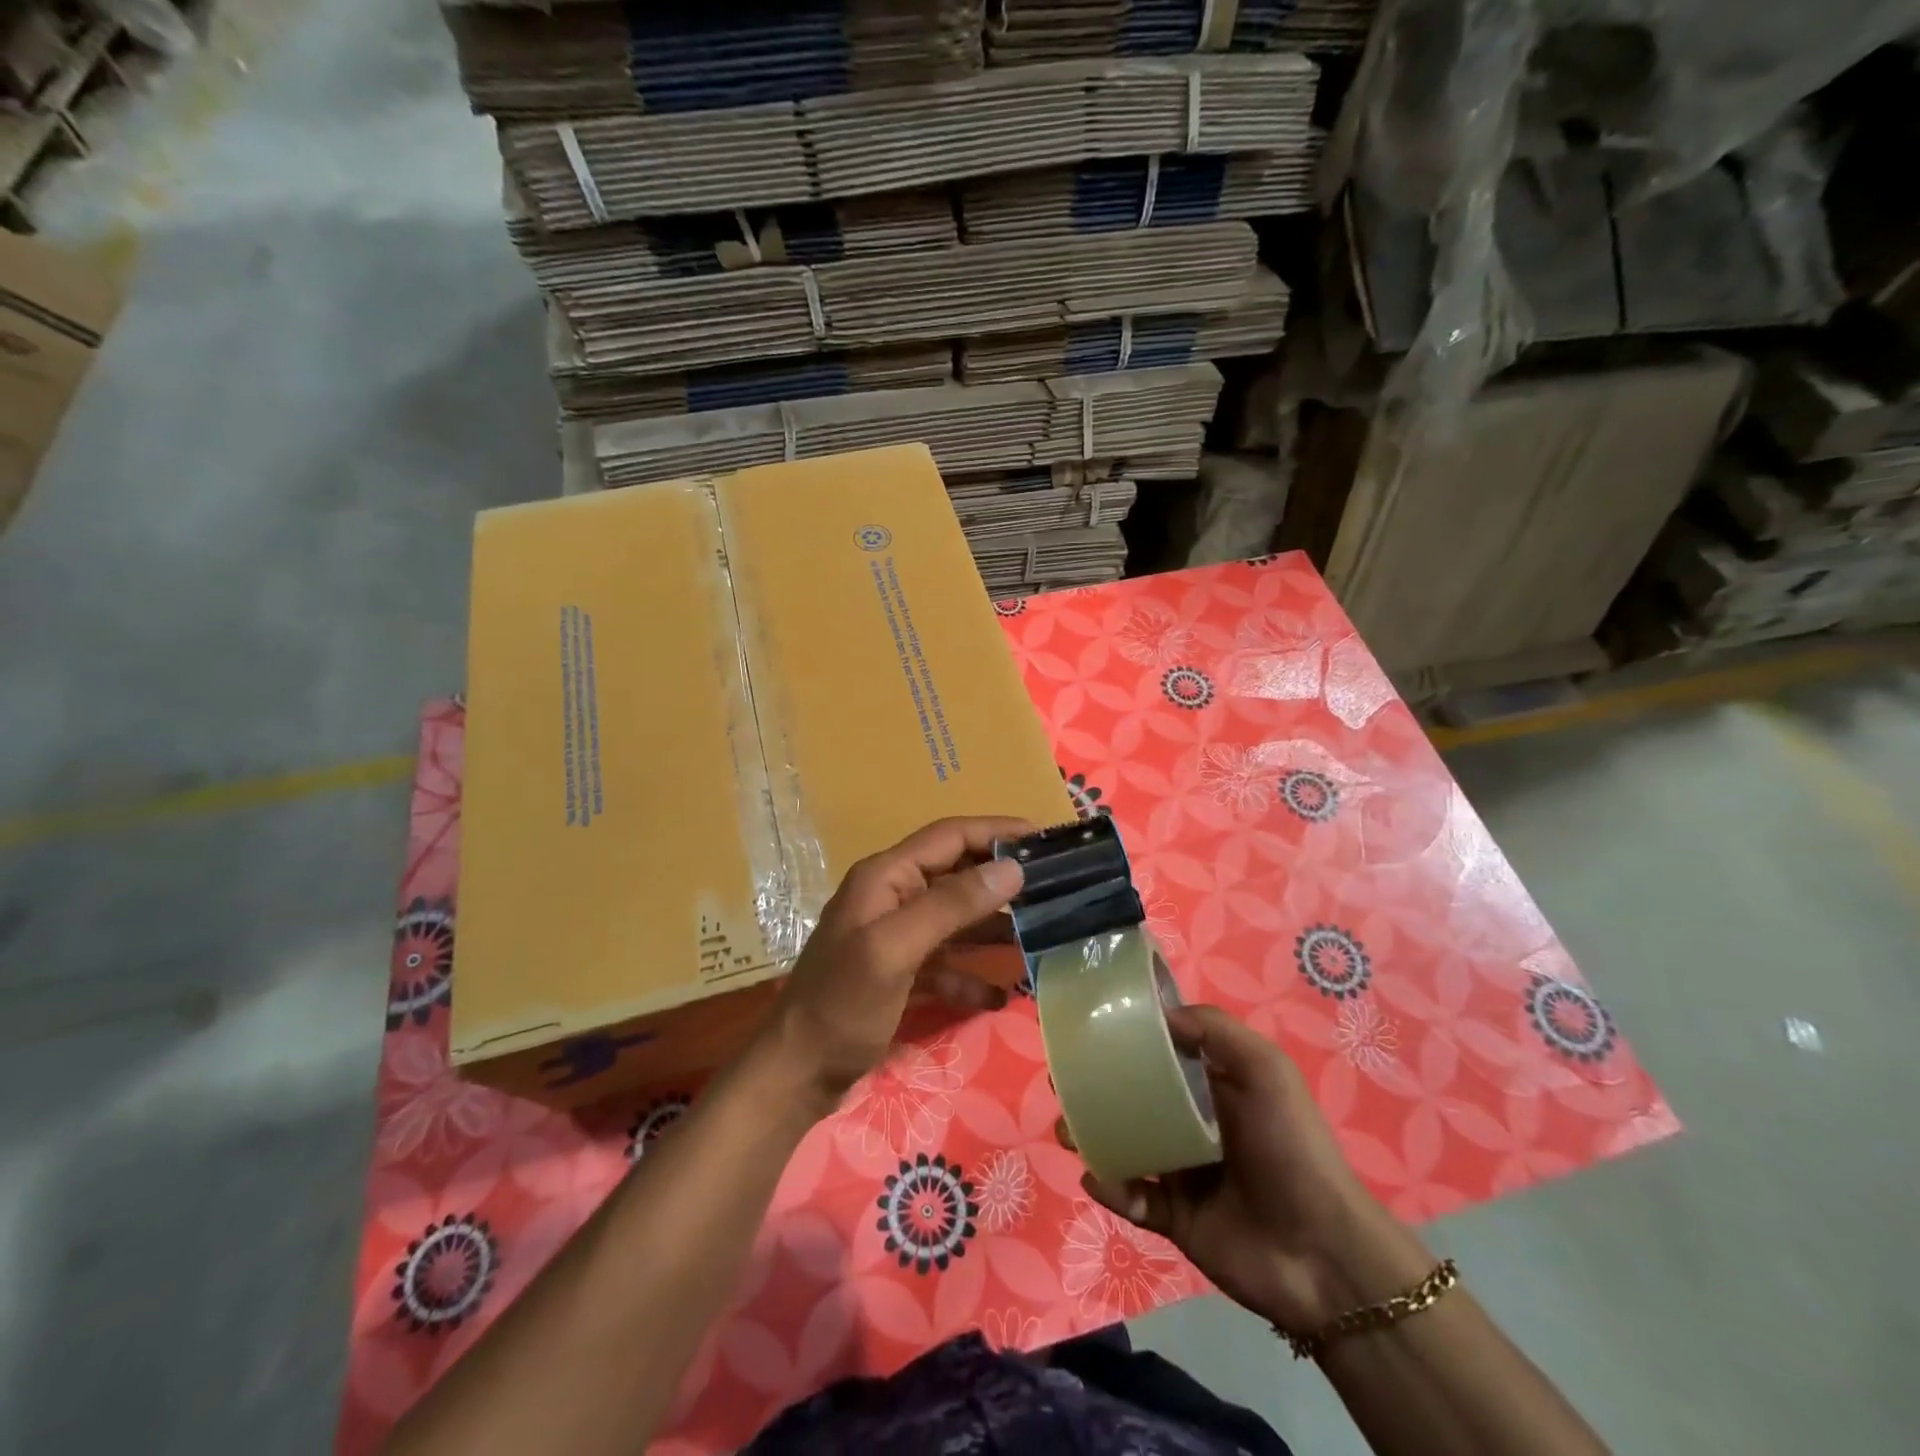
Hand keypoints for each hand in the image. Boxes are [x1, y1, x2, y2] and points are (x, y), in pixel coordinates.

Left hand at [763, 817, 1029, 1108]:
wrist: (796, 1074)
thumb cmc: (842, 1004)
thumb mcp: (896, 950)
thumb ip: (951, 905)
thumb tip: (1012, 868)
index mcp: (885, 877)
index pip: (950, 836)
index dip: (996, 832)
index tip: (1045, 839)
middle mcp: (891, 896)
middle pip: (956, 874)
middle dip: (1001, 879)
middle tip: (1053, 887)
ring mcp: (895, 936)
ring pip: (955, 918)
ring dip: (993, 927)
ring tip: (1040, 936)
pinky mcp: (899, 972)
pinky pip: (946, 962)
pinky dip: (972, 974)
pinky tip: (1000, 996)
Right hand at [1085, 1005, 1431, 1333]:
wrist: (1321, 1251)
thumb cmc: (1291, 1146)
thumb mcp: (1264, 1070)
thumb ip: (1215, 1030)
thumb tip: (1159, 1013)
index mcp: (1210, 1086)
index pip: (1159, 1054)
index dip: (1124, 1040)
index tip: (1085, 1028)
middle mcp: (1190, 1124)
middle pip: (1131, 1098)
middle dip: (1093, 1089)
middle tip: (1060, 1081)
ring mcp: (1181, 1173)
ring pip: (1123, 1145)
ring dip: (1090, 1136)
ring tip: (1067, 1130)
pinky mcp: (1174, 1218)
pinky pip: (1132, 1197)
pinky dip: (1111, 1187)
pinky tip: (1098, 1177)